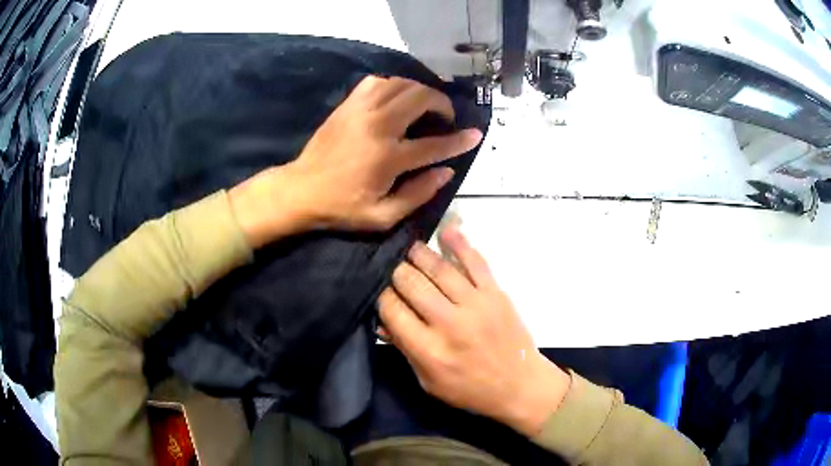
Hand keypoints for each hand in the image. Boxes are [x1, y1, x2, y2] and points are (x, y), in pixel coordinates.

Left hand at [229, 76, 482, 247]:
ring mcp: (361, 110)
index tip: (475, 134)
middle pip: (421, 99)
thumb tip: (446, 172)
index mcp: (388, 157)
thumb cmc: (341, 207)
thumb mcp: (382, 216)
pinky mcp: (347, 105)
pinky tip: (396, 97)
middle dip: (442, 103)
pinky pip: (376, 82)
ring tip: (425, 105)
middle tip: (446, 116)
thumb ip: (418, 195)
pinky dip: (393, 84)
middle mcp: (378, 126)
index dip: (459, 140)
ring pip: (401, 84)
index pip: (435, 144)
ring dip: (420, 91)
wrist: (300, 189)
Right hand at [378, 224, 571, 436]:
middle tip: (393, 270)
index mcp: (429, 350)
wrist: (519, 385)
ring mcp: (476, 305)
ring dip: (419, 254)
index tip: (381, 293)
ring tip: (409, 248)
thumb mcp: (429, 382)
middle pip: (411, 284)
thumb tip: (381, 320)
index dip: (381, 297)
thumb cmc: (470, 389)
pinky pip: (476, 262)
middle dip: (396, 273)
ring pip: (439, 269)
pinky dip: (460, 243)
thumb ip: (405, 350)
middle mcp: (449, 323)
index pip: (393, 311)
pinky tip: (446, 230)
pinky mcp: (496, 293)